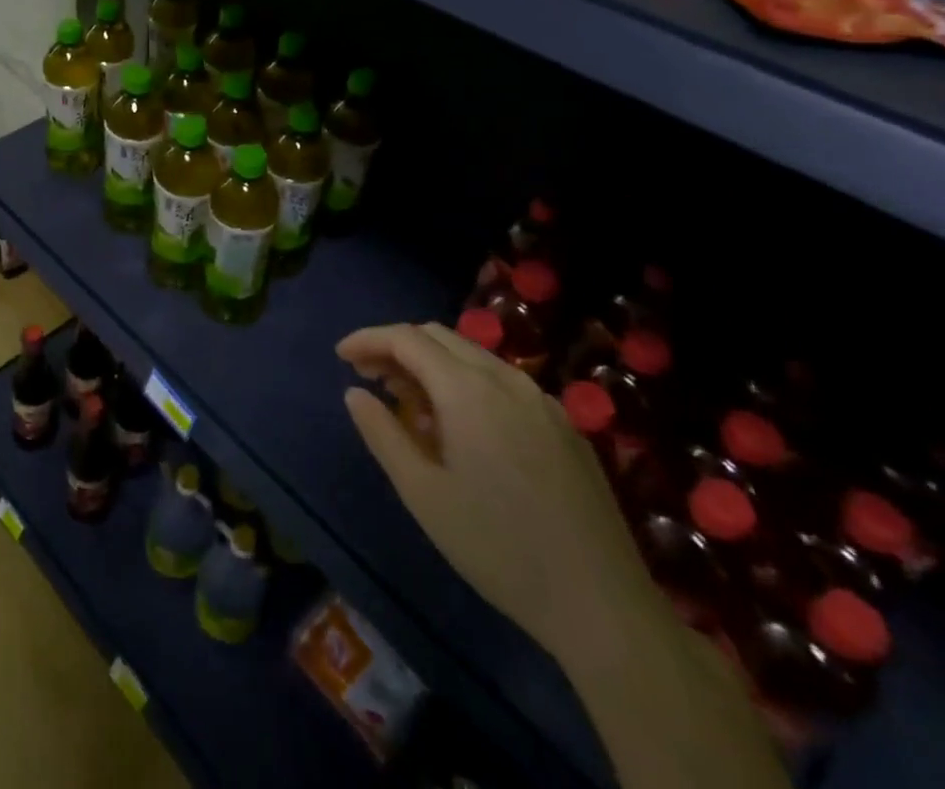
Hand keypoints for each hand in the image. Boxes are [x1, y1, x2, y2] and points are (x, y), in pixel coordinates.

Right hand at [337, 322, 650, 659]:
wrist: (603, 607)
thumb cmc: (499, 548)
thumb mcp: (423, 494)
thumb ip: (382, 434)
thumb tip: (355, 393)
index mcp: (468, 390)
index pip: (406, 338)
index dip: (368, 340)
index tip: (340, 357)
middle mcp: (506, 380)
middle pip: (439, 337)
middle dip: (396, 347)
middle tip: (368, 377)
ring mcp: (541, 400)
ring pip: (472, 356)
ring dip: (431, 364)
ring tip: (407, 403)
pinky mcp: (563, 425)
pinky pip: (501, 382)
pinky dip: (465, 383)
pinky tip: (459, 427)